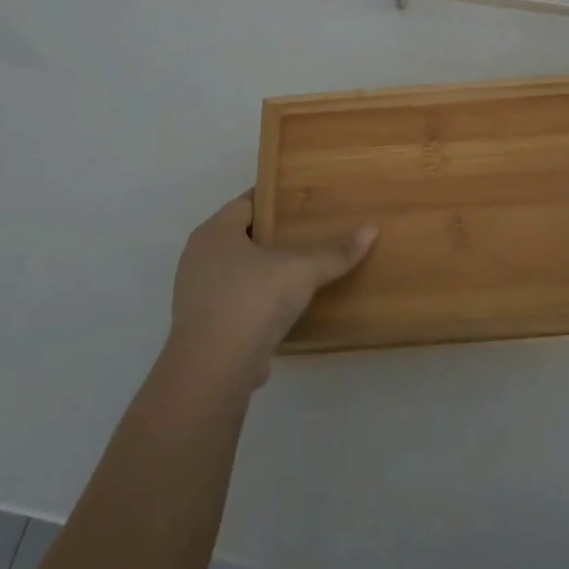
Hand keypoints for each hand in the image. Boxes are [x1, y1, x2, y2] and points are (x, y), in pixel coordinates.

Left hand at [168, 194, 376, 388]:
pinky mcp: (204, 326)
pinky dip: (257, 299)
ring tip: (301, 268)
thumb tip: (371, 229)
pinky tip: (284, 306)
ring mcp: (197, 293)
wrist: (213, 369)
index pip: (246, 202)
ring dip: (264, 270)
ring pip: (237, 270)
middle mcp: (199, 257)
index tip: (302, 201)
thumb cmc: (252, 300)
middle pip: (241, 236)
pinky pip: (236, 300)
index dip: (274, 199)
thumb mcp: (301, 271)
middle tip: (309, 231)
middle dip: (272, 235)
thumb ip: (335, 252)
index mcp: (215, 232)